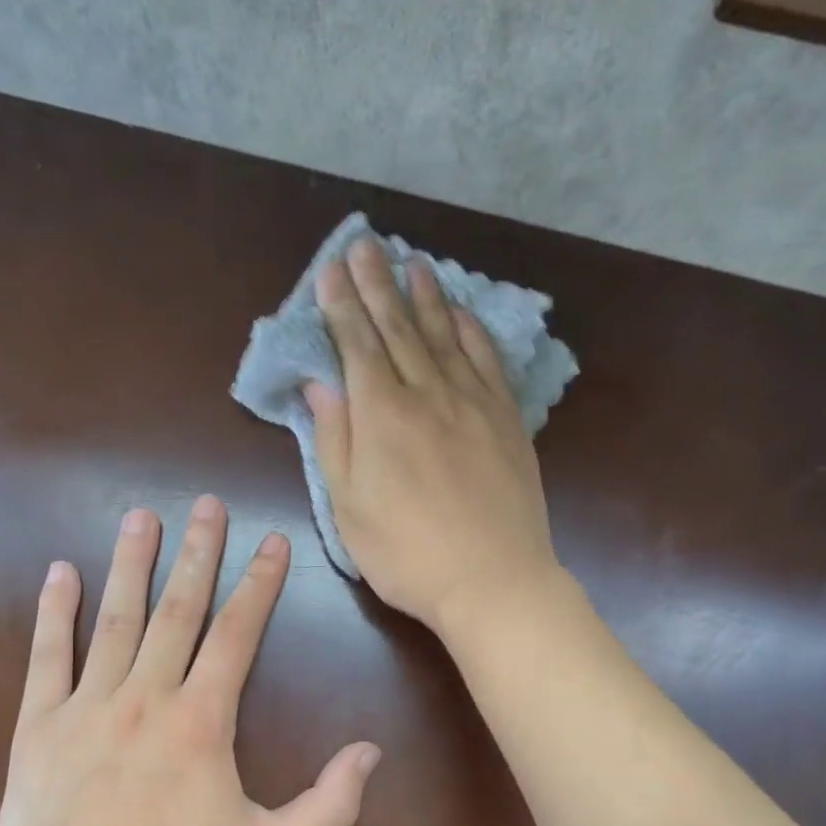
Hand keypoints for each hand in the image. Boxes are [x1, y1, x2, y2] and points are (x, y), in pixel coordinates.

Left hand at [0, 498, 380, 825]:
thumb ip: (329, 804)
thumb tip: (372, 752)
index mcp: (203, 720)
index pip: (238, 633)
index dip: (259, 583)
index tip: (271, 541)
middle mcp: (147, 696)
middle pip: (178, 609)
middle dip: (197, 553)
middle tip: (206, 504)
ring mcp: (88, 705)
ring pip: (114, 619)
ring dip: (131, 564)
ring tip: (141, 516)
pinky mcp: (40, 725)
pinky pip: (47, 656)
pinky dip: (54, 612)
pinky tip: (60, 572)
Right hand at [307, 234, 559, 634]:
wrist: (492, 580)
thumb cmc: (408, 555)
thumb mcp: (350, 508)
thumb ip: (335, 441)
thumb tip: (320, 385)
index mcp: (382, 415)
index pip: (357, 344)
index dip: (341, 305)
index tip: (331, 270)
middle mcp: (427, 394)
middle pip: (398, 327)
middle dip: (377, 283)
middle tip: (365, 245)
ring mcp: (473, 403)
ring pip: (444, 335)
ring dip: (425, 295)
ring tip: (412, 262)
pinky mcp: (506, 419)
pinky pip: (487, 360)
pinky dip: (471, 330)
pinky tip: (461, 312)